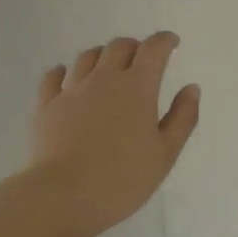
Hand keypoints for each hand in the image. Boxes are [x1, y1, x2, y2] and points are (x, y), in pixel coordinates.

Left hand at [28, 33, 200, 236]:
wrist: (64, 195)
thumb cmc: (123, 178)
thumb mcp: (165, 154)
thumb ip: (182, 118)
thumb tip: (191, 88)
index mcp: (137, 87)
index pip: (153, 50)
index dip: (164, 41)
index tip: (171, 43)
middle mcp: (104, 79)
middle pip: (119, 47)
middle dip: (134, 46)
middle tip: (142, 58)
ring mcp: (72, 90)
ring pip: (87, 57)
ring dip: (102, 55)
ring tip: (108, 66)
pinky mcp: (47, 105)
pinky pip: (53, 77)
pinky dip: (63, 71)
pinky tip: (65, 76)